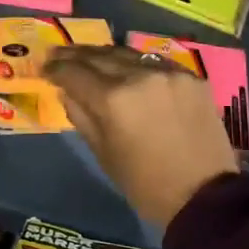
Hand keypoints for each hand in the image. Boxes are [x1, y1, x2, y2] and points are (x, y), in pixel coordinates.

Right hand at [45, 45, 238, 231]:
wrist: (204, 196)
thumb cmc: (145, 184)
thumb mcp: (103, 154)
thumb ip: (81, 116)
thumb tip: (66, 91)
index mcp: (113, 99)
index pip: (75, 73)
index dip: (55, 69)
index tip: (44, 68)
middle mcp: (139, 76)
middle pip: (99, 56)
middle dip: (75, 55)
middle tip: (58, 54)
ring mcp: (168, 72)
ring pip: (127, 53)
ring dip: (103, 54)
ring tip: (87, 57)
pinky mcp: (191, 77)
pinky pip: (154, 62)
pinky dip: (134, 63)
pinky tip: (125, 67)